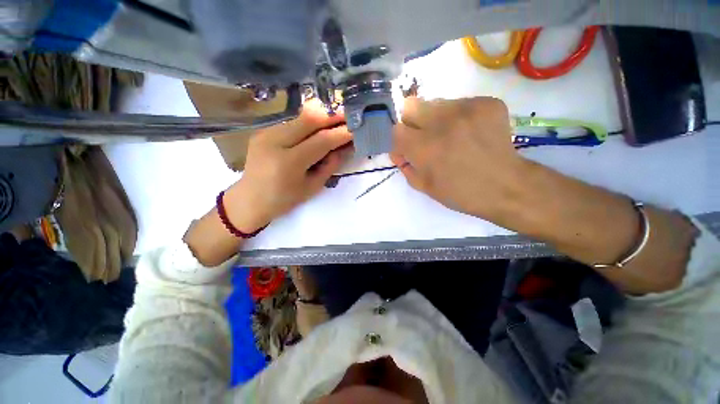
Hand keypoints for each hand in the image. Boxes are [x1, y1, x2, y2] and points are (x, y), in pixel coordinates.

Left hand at [226, 100, 352, 231]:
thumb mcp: (313, 186)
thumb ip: (331, 165)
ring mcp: (266, 133)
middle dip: (333, 116)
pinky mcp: (264, 131)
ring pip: (300, 117)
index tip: (357, 129)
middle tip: (349, 117)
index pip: (321, 141)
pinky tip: (317, 130)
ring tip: (337, 122)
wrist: (250, 200)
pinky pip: (292, 122)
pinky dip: (309, 124)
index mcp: (288, 162)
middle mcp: (275, 141)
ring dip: (322, 118)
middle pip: (309, 118)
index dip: (341, 133)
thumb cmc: (284, 200)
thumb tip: (346, 147)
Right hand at [390, 97, 524, 220]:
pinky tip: (469, 133)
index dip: (400, 141)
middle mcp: (442, 122)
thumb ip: (405, 167)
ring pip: (435, 103)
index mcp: (424, 147)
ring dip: (435, 118)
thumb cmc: (460, 193)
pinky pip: (460, 103)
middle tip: (425, 137)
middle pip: (411, 106)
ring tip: (450, 136)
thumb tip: (399, 152)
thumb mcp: (424, 186)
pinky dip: (458, 117)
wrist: (506, 186)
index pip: (396, 130)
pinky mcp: (486, 103)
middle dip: (412, 123)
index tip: (408, 150)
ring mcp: (467, 108)